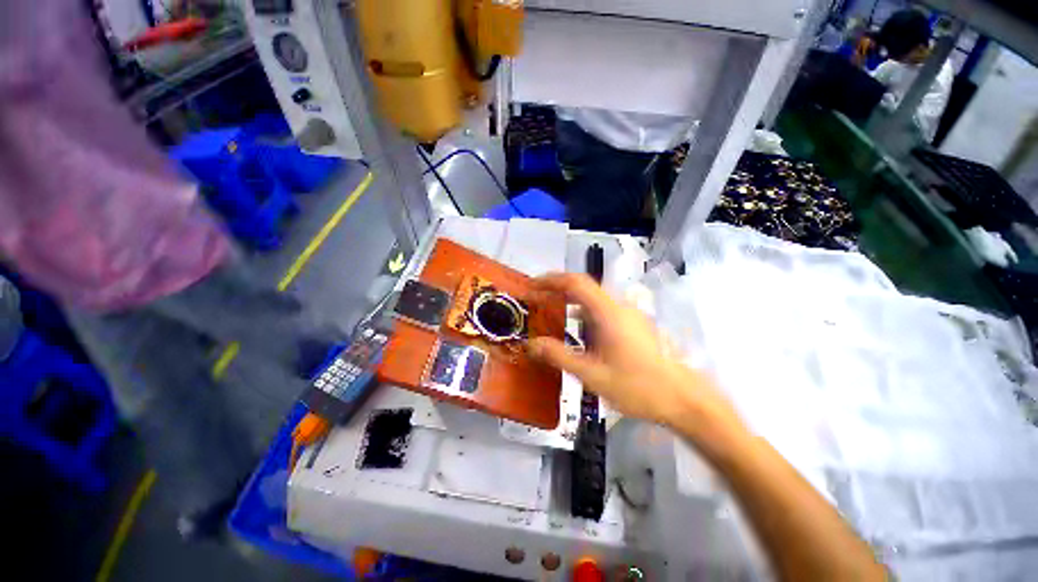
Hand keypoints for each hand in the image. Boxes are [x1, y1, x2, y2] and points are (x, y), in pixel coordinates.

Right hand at [527, 273, 739, 430]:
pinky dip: (584, 314)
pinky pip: (603, 311)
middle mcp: (619, 307)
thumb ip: (559, 356)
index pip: (576, 283)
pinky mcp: (634, 325)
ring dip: (572, 302)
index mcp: (608, 313)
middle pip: (585, 287)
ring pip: (594, 299)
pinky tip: (578, 332)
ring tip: (552, 314)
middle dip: (558, 290)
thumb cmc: (638, 386)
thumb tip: (531, 344)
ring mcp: (629, 315)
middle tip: (537, 300)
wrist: (684, 399)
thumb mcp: (592, 375)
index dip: (552, 280)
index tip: (533, 285)